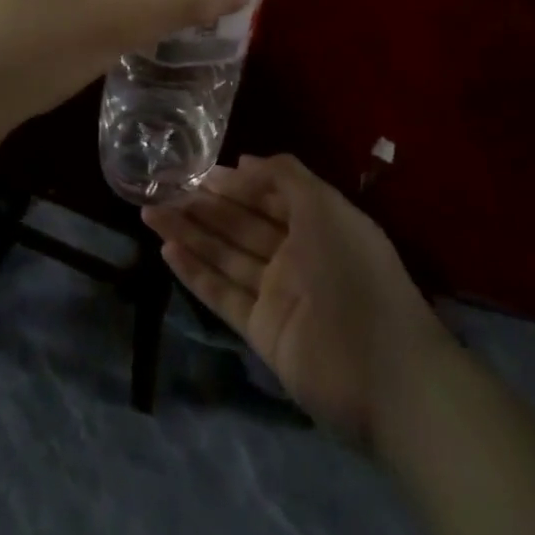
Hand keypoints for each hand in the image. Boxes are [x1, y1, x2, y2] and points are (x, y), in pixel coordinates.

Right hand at [143, 154, 445, 446]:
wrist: (385, 373)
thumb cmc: (354, 272)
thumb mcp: (324, 206)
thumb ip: (284, 176)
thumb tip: (242, 161)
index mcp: (315, 223)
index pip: (266, 196)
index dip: (234, 183)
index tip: (198, 172)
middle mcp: (294, 254)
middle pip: (240, 224)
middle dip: (203, 205)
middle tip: (162, 189)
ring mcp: (277, 294)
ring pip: (225, 255)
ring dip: (189, 234)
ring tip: (150, 213)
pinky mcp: (262, 331)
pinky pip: (223, 295)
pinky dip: (196, 274)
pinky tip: (167, 252)